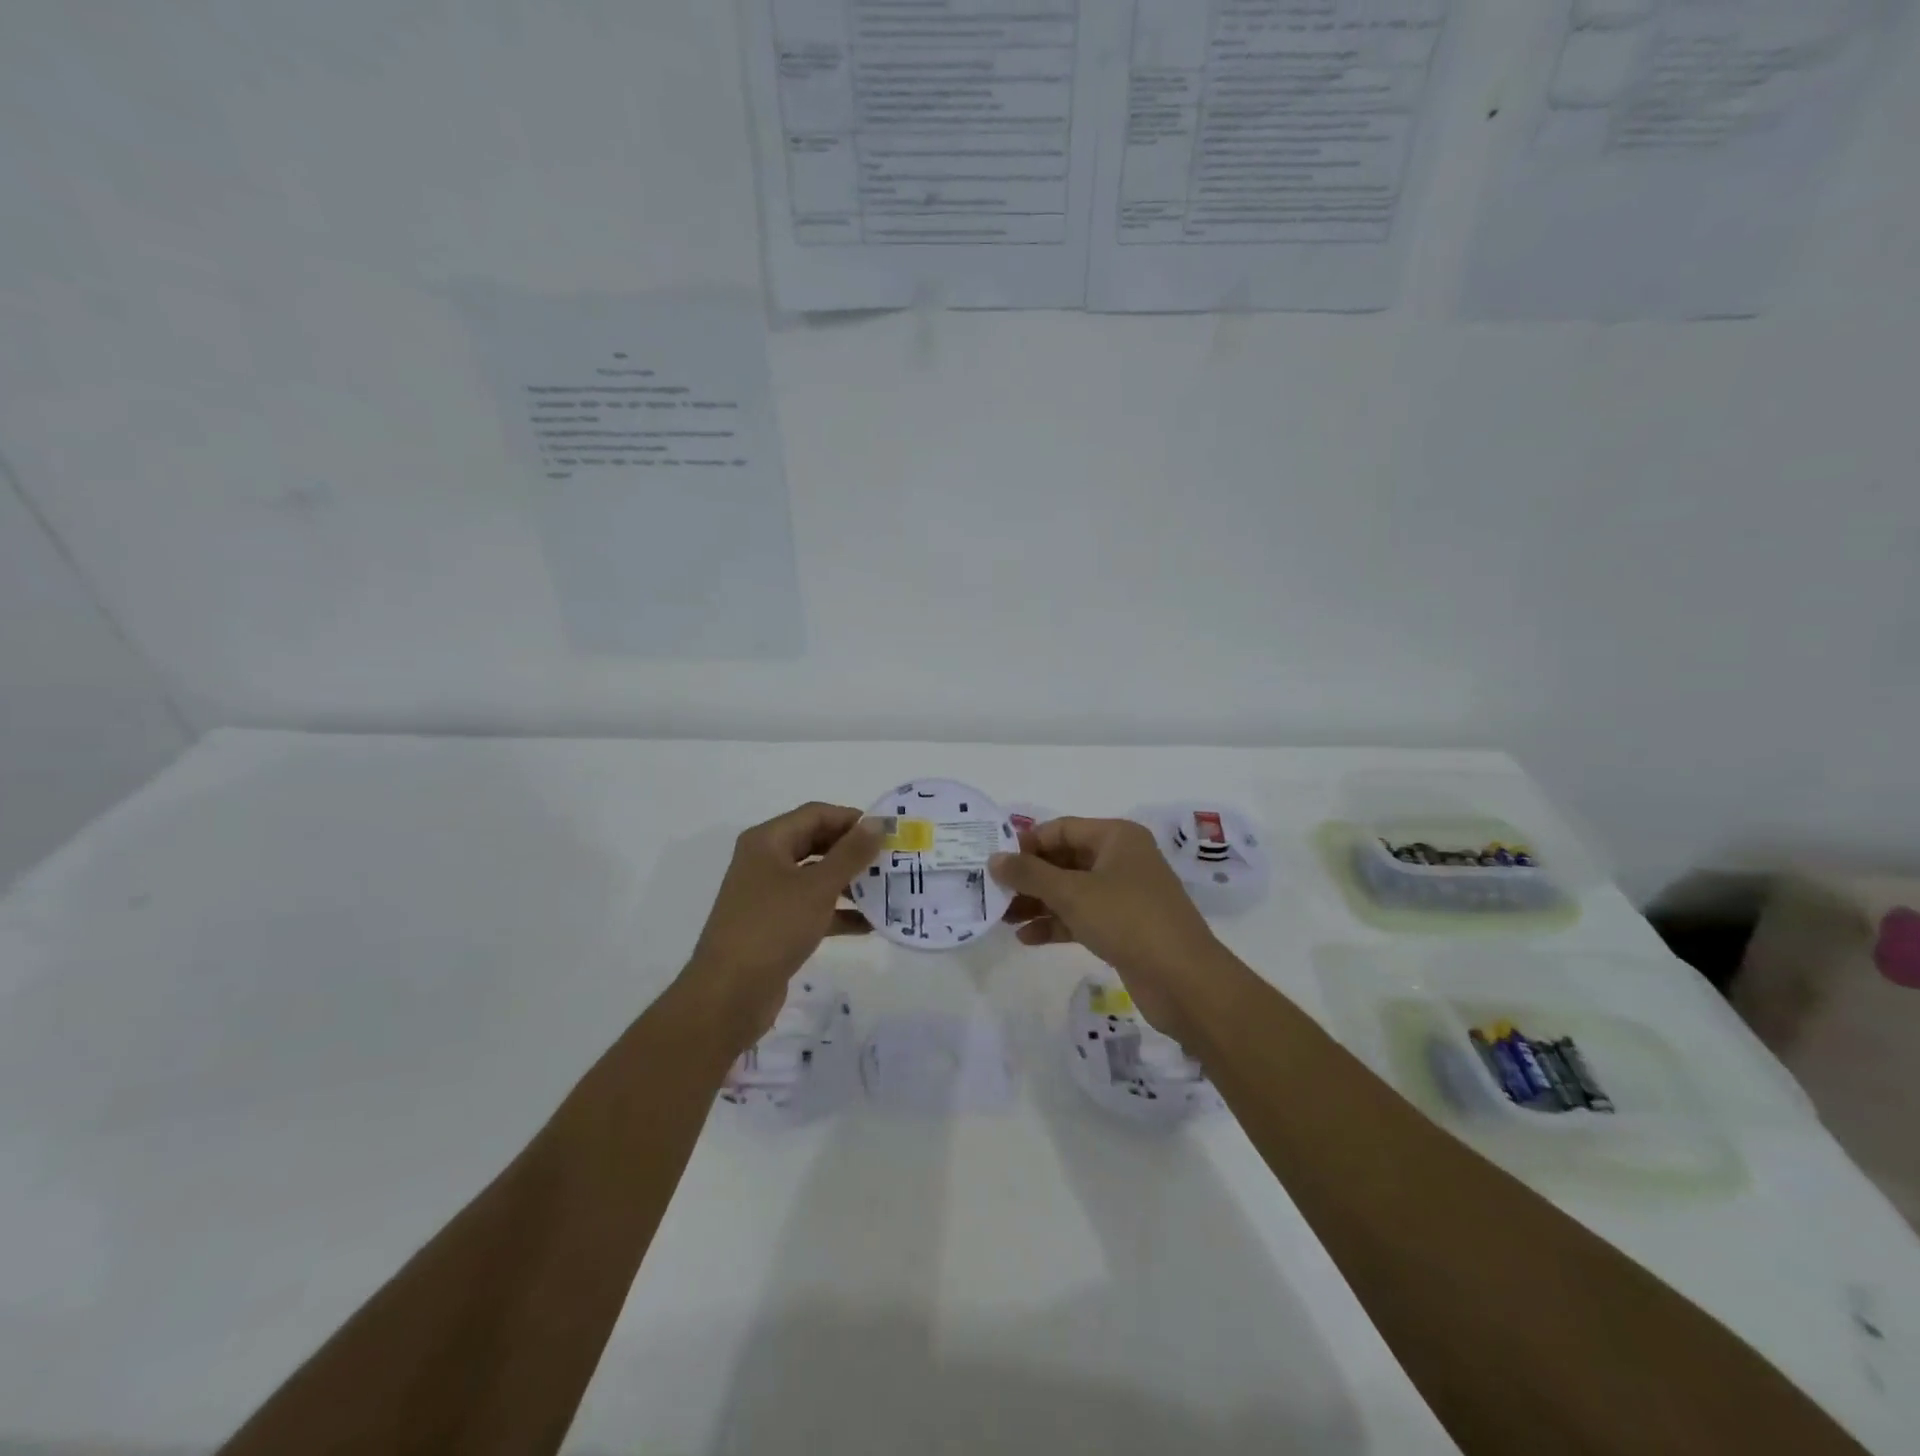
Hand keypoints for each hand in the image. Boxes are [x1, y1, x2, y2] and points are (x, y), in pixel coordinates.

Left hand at [678, 802, 881, 1052]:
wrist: (728, 995)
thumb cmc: (772, 928)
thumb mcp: (817, 887)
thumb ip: (850, 854)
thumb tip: (877, 823)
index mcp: (768, 841)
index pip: (816, 814)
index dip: (852, 819)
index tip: (888, 833)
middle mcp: (765, 861)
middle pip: (816, 844)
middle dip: (853, 851)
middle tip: (891, 860)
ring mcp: (768, 895)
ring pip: (816, 878)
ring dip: (850, 883)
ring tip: (888, 890)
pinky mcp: (775, 926)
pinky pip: (812, 908)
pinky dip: (838, 913)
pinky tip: (870, 924)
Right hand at [990, 817, 1230, 1041]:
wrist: (1184, 980)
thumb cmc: (1127, 920)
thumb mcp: (1072, 892)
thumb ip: (1029, 874)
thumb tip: (994, 859)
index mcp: (1116, 837)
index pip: (1062, 829)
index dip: (1028, 843)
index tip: (996, 863)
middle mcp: (1122, 859)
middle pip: (1065, 860)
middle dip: (1030, 877)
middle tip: (994, 893)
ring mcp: (1125, 894)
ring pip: (1072, 891)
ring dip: (1038, 902)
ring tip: (1003, 919)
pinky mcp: (1124, 927)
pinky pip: (1082, 917)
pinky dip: (1056, 924)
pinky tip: (1026, 938)